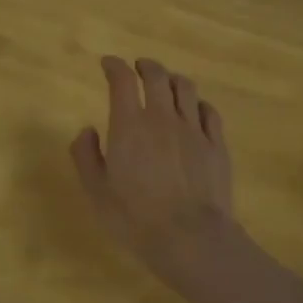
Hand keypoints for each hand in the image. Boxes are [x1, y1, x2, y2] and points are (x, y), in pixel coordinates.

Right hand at [70, 56, 235, 291]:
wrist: (190, 238)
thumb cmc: (135, 218)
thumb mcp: (96, 191)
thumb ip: (86, 156)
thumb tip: (87, 130)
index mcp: (129, 125)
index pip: (122, 80)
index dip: (114, 66)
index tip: (108, 64)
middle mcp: (162, 118)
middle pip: (157, 76)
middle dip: (146, 66)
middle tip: (138, 67)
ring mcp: (194, 130)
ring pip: (186, 88)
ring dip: (173, 79)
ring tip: (166, 82)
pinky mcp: (216, 145)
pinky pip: (209, 112)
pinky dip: (198, 103)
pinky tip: (194, 109)